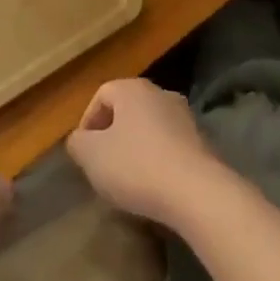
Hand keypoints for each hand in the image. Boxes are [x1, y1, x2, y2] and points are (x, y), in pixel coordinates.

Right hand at [67, 79, 230, 230]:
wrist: (196, 191)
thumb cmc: (136, 166)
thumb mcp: (91, 156)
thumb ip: (78, 143)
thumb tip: (79, 139)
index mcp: (132, 89)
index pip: (101, 95)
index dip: (87, 122)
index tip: (84, 153)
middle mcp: (160, 93)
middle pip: (127, 109)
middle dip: (112, 135)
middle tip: (102, 164)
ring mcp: (185, 116)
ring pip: (149, 127)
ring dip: (135, 147)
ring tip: (127, 178)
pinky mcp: (201, 141)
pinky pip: (169, 145)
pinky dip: (157, 159)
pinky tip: (154, 184)